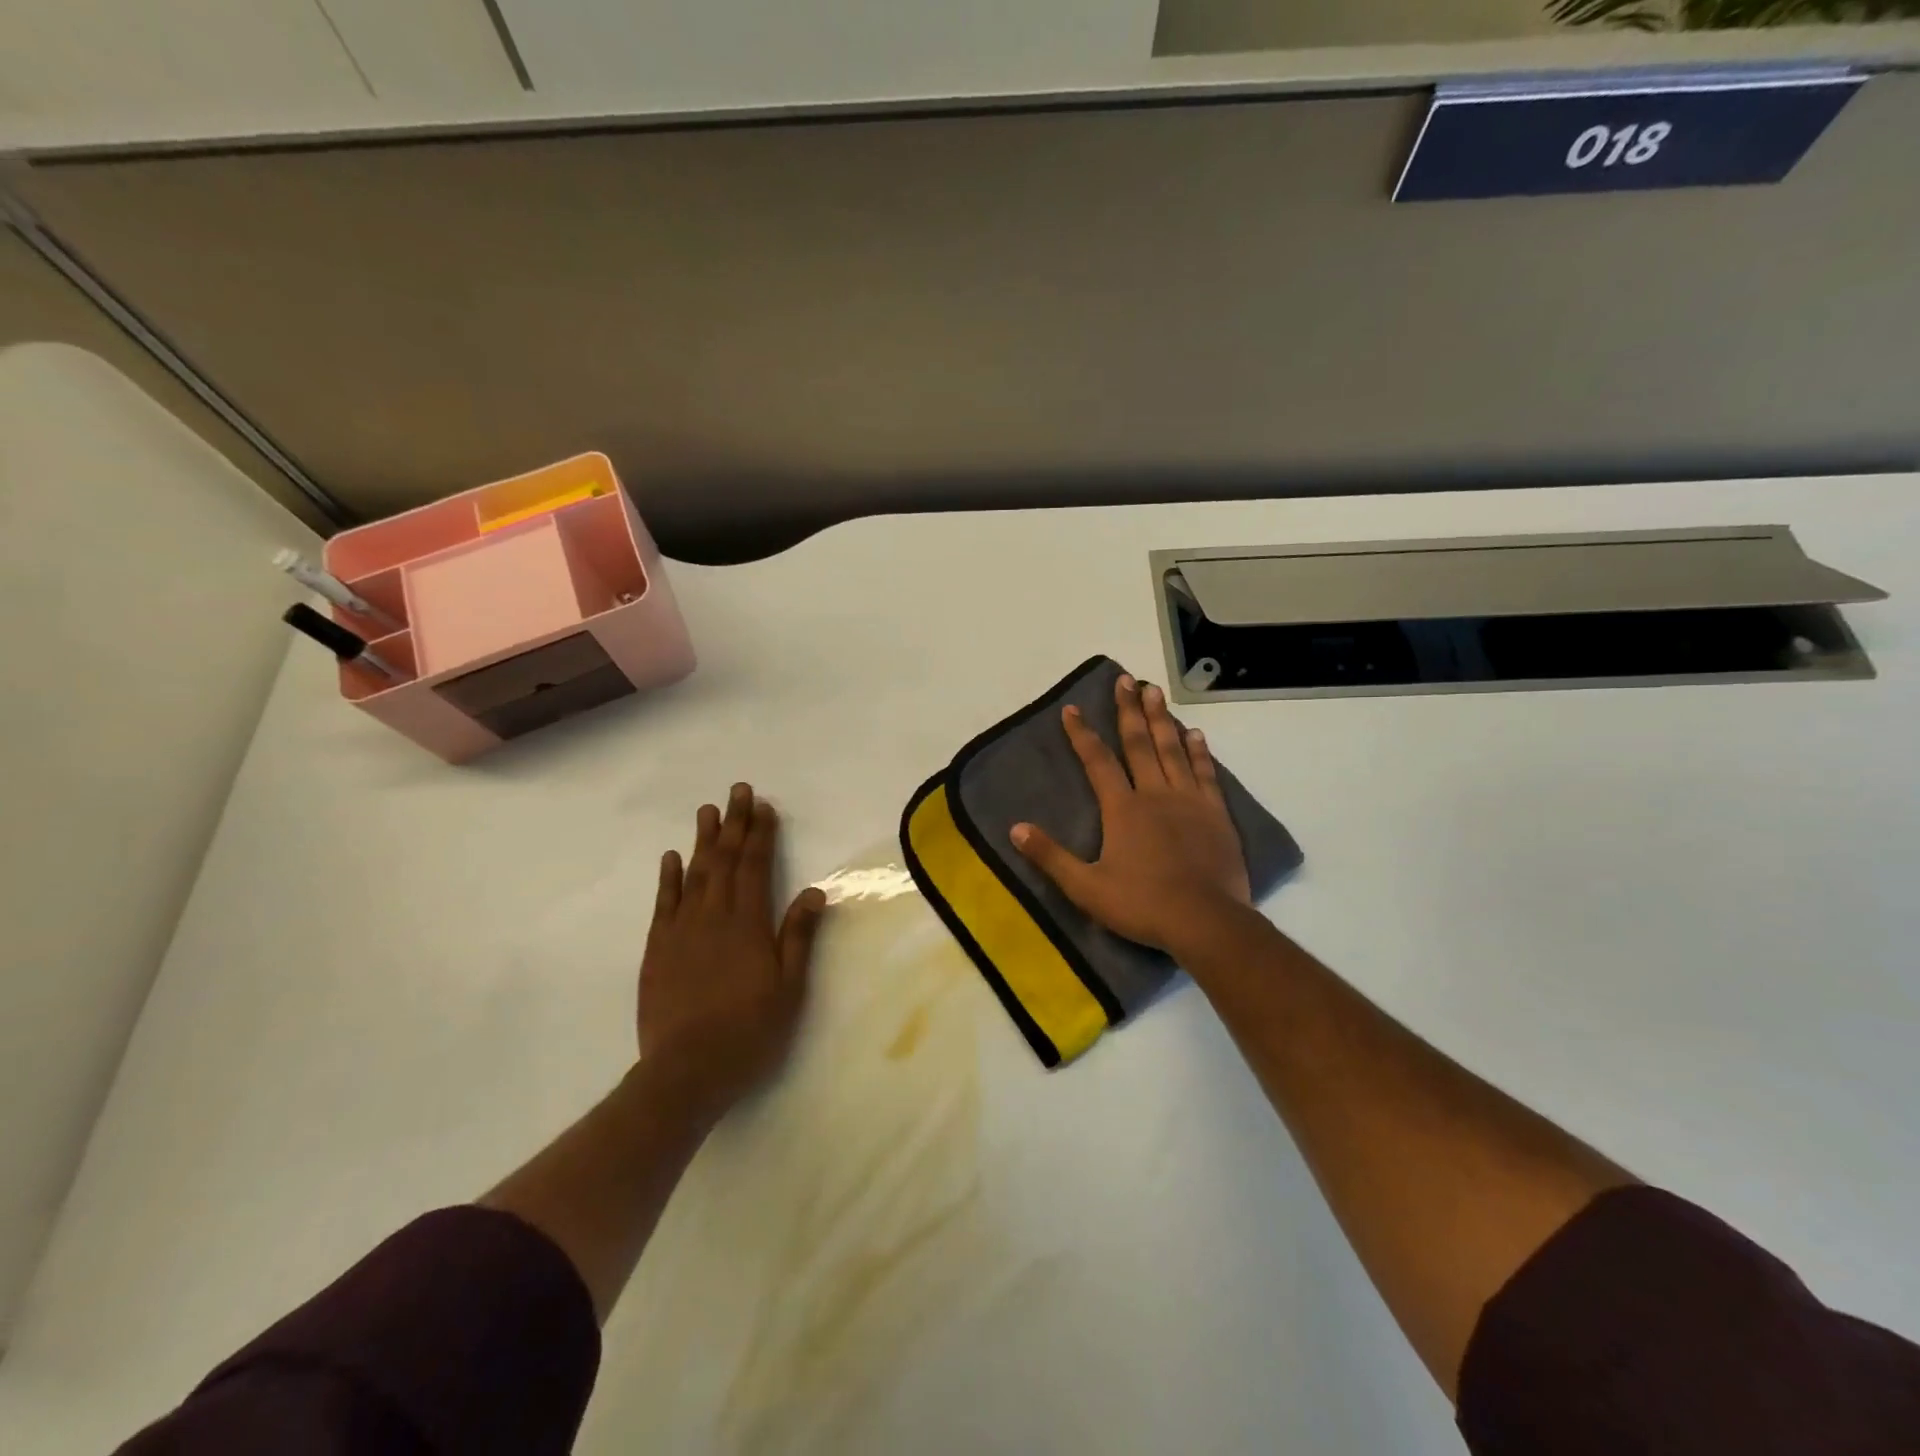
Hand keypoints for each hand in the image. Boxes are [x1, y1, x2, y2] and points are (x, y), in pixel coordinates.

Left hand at [638, 783, 826, 1126]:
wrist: (687, 1071)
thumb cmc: (749, 1030)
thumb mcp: (789, 987)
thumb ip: (798, 936)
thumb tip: (813, 891)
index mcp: (748, 924)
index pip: (755, 866)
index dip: (760, 834)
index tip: (763, 807)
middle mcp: (713, 916)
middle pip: (724, 860)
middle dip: (733, 824)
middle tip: (737, 791)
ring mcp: (681, 930)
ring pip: (694, 873)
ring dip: (703, 840)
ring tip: (708, 811)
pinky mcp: (657, 949)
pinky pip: (664, 903)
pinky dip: (669, 877)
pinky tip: (673, 857)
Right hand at [1012, 675, 1251, 954]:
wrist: (1205, 921)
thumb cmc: (1142, 904)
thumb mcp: (1086, 887)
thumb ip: (1050, 856)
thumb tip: (1015, 828)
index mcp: (1122, 808)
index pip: (1097, 761)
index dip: (1082, 734)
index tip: (1072, 709)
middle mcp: (1154, 794)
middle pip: (1139, 743)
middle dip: (1129, 710)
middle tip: (1126, 679)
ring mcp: (1189, 801)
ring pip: (1173, 750)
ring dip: (1162, 719)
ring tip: (1155, 692)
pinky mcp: (1215, 814)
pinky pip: (1205, 773)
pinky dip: (1198, 752)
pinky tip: (1195, 734)